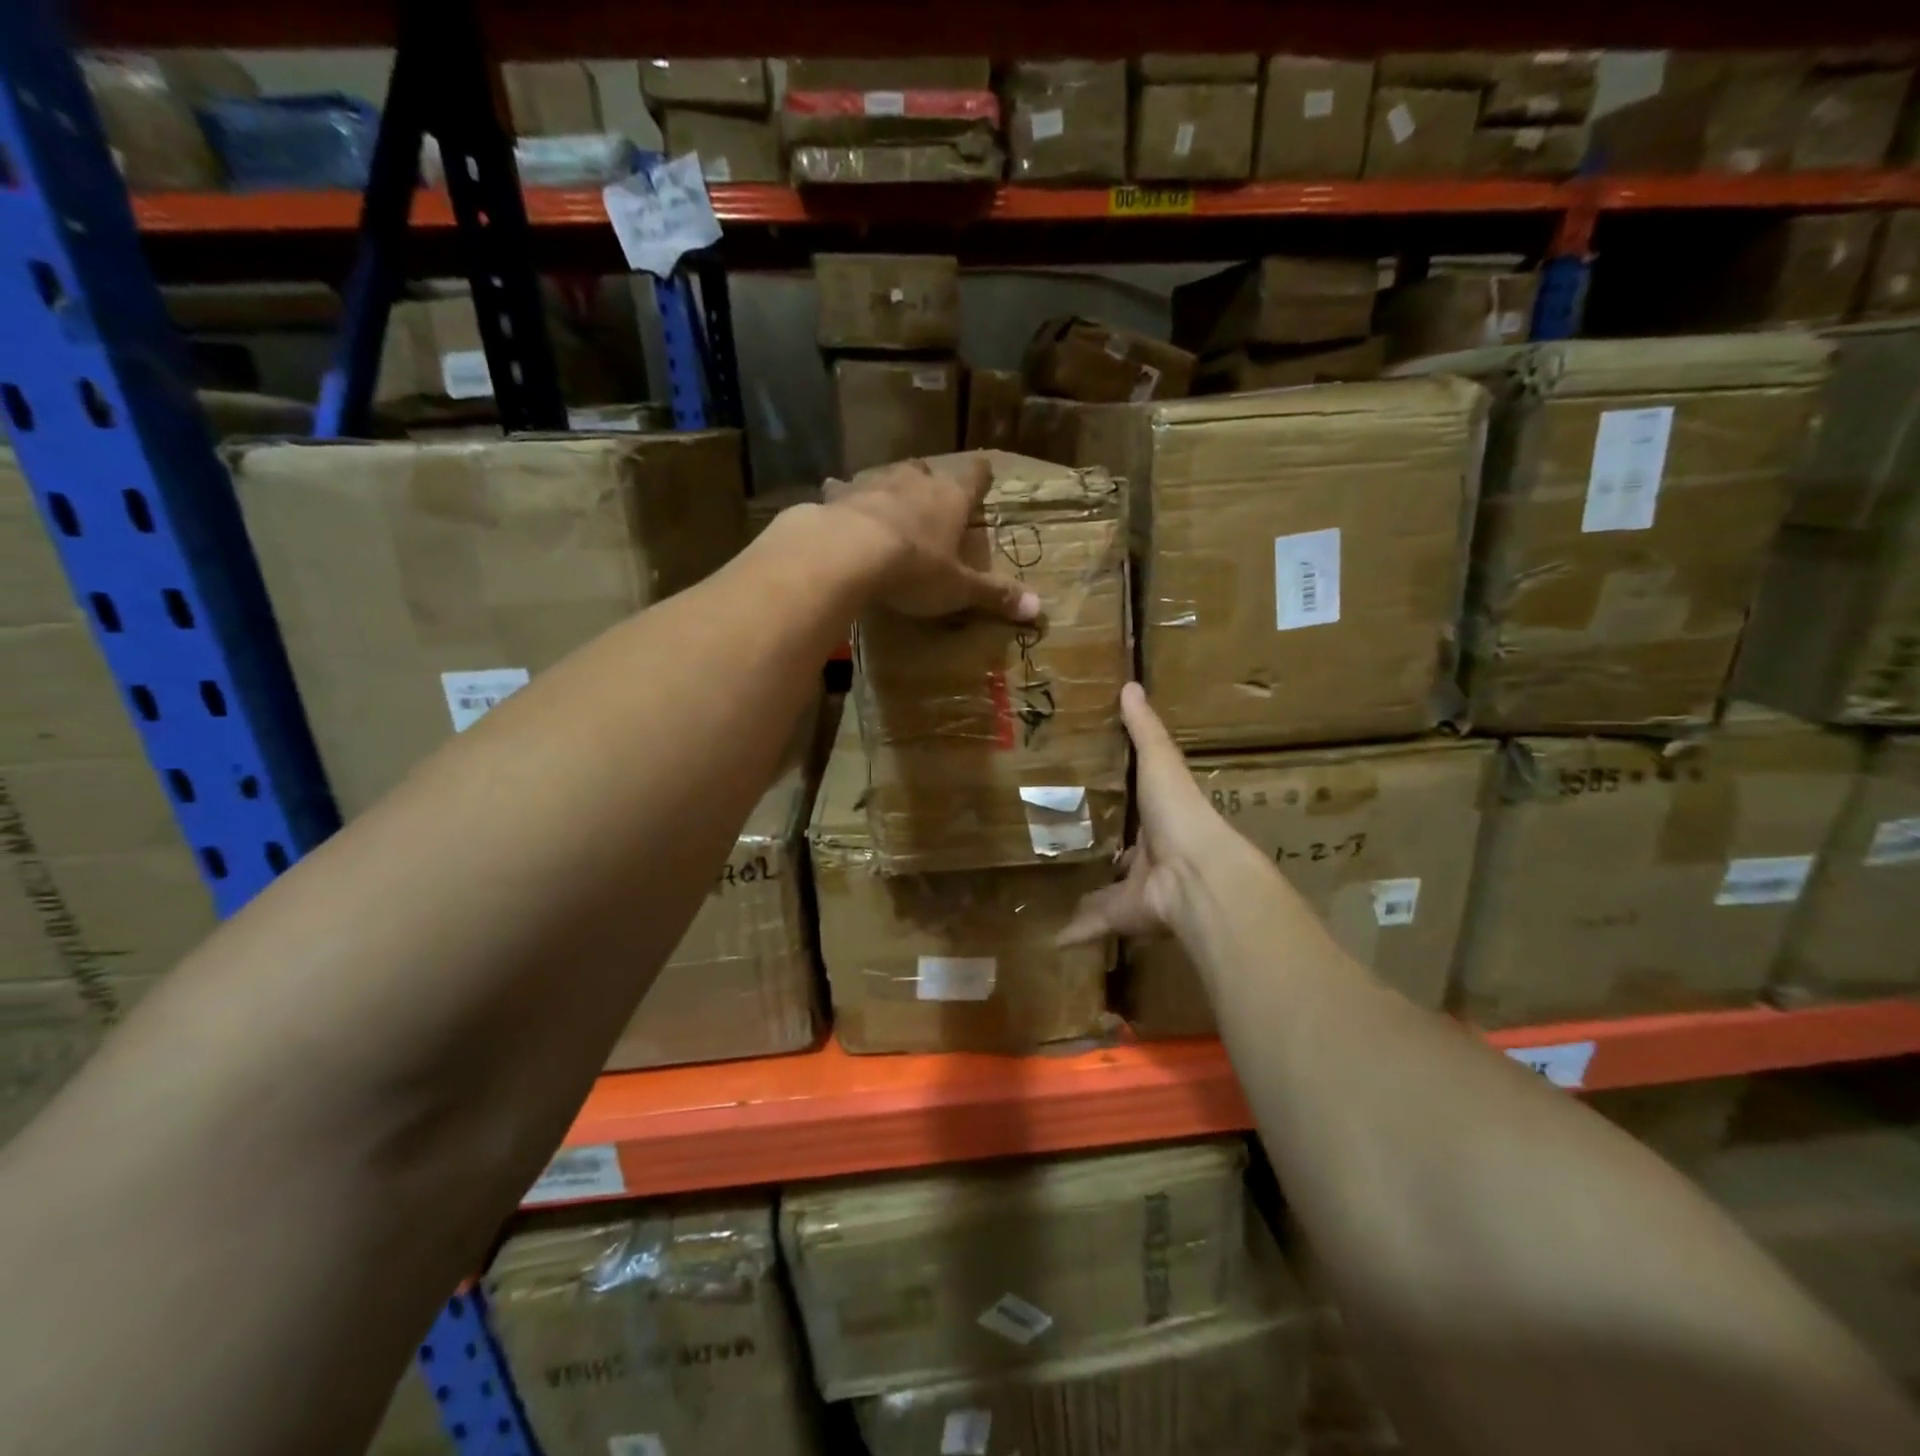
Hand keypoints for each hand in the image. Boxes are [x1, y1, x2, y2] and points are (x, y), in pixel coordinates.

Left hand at [823, 454, 1039, 622]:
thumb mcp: (959, 588)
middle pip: (928, 472)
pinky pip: (842, 490)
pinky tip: (835, 504)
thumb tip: (1039, 609)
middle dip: (930, 484)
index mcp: (951, 499)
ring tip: (887, 504)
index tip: (984, 474)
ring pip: (886, 477)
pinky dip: (843, 497)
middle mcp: (915, 482)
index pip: (974, 477)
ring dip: (888, 489)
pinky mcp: (839, 495)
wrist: (848, 553)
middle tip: (930, 499)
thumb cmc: (915, 569)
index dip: (981, 476)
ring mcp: (875, 484)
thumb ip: (995, 595)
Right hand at [1059, 683, 1247, 945]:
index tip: (1089, 795)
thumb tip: (1130, 684)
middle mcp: (1151, 856)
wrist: (1196, 872)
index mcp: (1160, 818)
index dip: (1119, 804)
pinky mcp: (1123, 916)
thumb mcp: (1159, 761)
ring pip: (1106, 892)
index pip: (1138, 809)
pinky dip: (1074, 932)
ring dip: (1085, 894)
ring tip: (1049, 887)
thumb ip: (1143, 730)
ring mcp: (1138, 889)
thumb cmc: (1179, 811)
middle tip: (1060, 843)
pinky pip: (1095, 924)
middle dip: (1101, 853)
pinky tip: (1049, 936)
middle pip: (1122, 854)